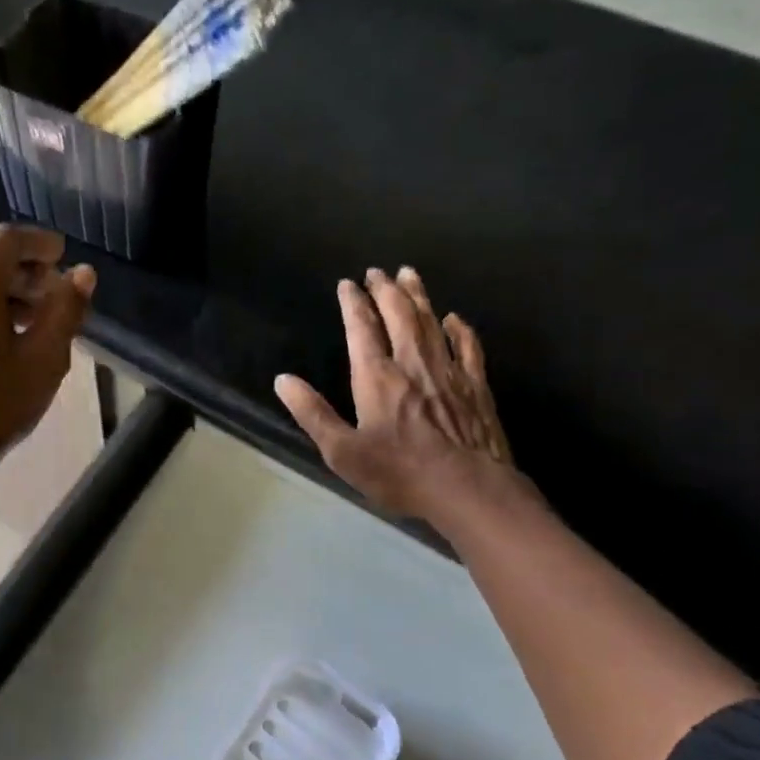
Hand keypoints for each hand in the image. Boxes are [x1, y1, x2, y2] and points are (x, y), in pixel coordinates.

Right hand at [275, 267, 517, 522]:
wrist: (468, 489)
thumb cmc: (399, 473)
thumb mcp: (343, 452)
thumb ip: (313, 413)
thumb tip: (283, 380)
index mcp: (377, 377)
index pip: (362, 329)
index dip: (354, 303)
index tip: (347, 284)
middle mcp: (412, 363)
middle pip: (399, 315)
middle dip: (386, 290)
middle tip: (377, 271)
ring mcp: (448, 371)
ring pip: (431, 322)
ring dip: (418, 296)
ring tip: (409, 274)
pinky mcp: (476, 386)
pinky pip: (468, 346)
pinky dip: (459, 328)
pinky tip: (454, 318)